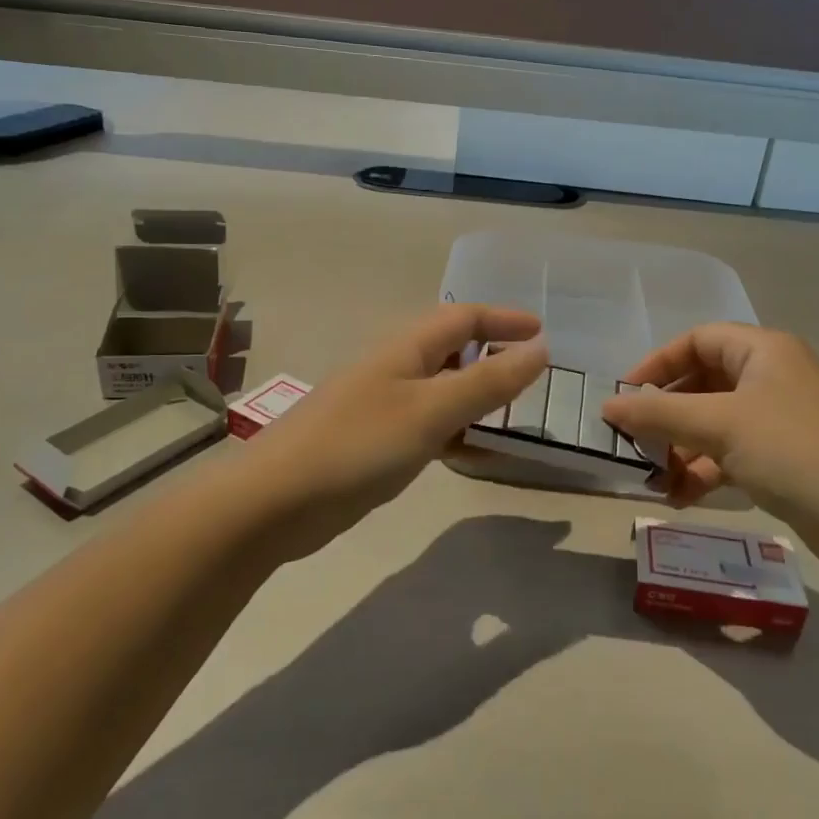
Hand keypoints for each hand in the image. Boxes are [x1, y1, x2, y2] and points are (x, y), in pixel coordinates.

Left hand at [234, 306, 548, 560]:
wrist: (275, 501)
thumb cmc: (358, 445)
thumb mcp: (431, 411)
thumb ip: (487, 381)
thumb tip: (540, 349)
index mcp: (406, 348)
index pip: (463, 317)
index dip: (504, 319)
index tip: (544, 333)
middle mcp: (395, 369)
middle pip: (453, 351)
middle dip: (493, 357)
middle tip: (532, 379)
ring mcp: (383, 406)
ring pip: (442, 391)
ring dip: (477, 397)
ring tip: (512, 416)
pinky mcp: (375, 443)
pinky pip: (428, 426)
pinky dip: (456, 432)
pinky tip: (475, 454)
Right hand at [602, 324, 818, 561]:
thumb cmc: (790, 450)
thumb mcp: (717, 425)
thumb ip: (658, 413)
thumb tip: (607, 408)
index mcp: (762, 350)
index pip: (696, 340)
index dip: (657, 363)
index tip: (625, 395)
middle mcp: (771, 376)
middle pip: (703, 383)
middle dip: (666, 414)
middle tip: (634, 440)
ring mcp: (779, 418)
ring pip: (715, 422)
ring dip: (681, 447)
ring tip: (653, 477)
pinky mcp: (784, 456)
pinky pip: (731, 452)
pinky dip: (705, 470)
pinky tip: (679, 496)